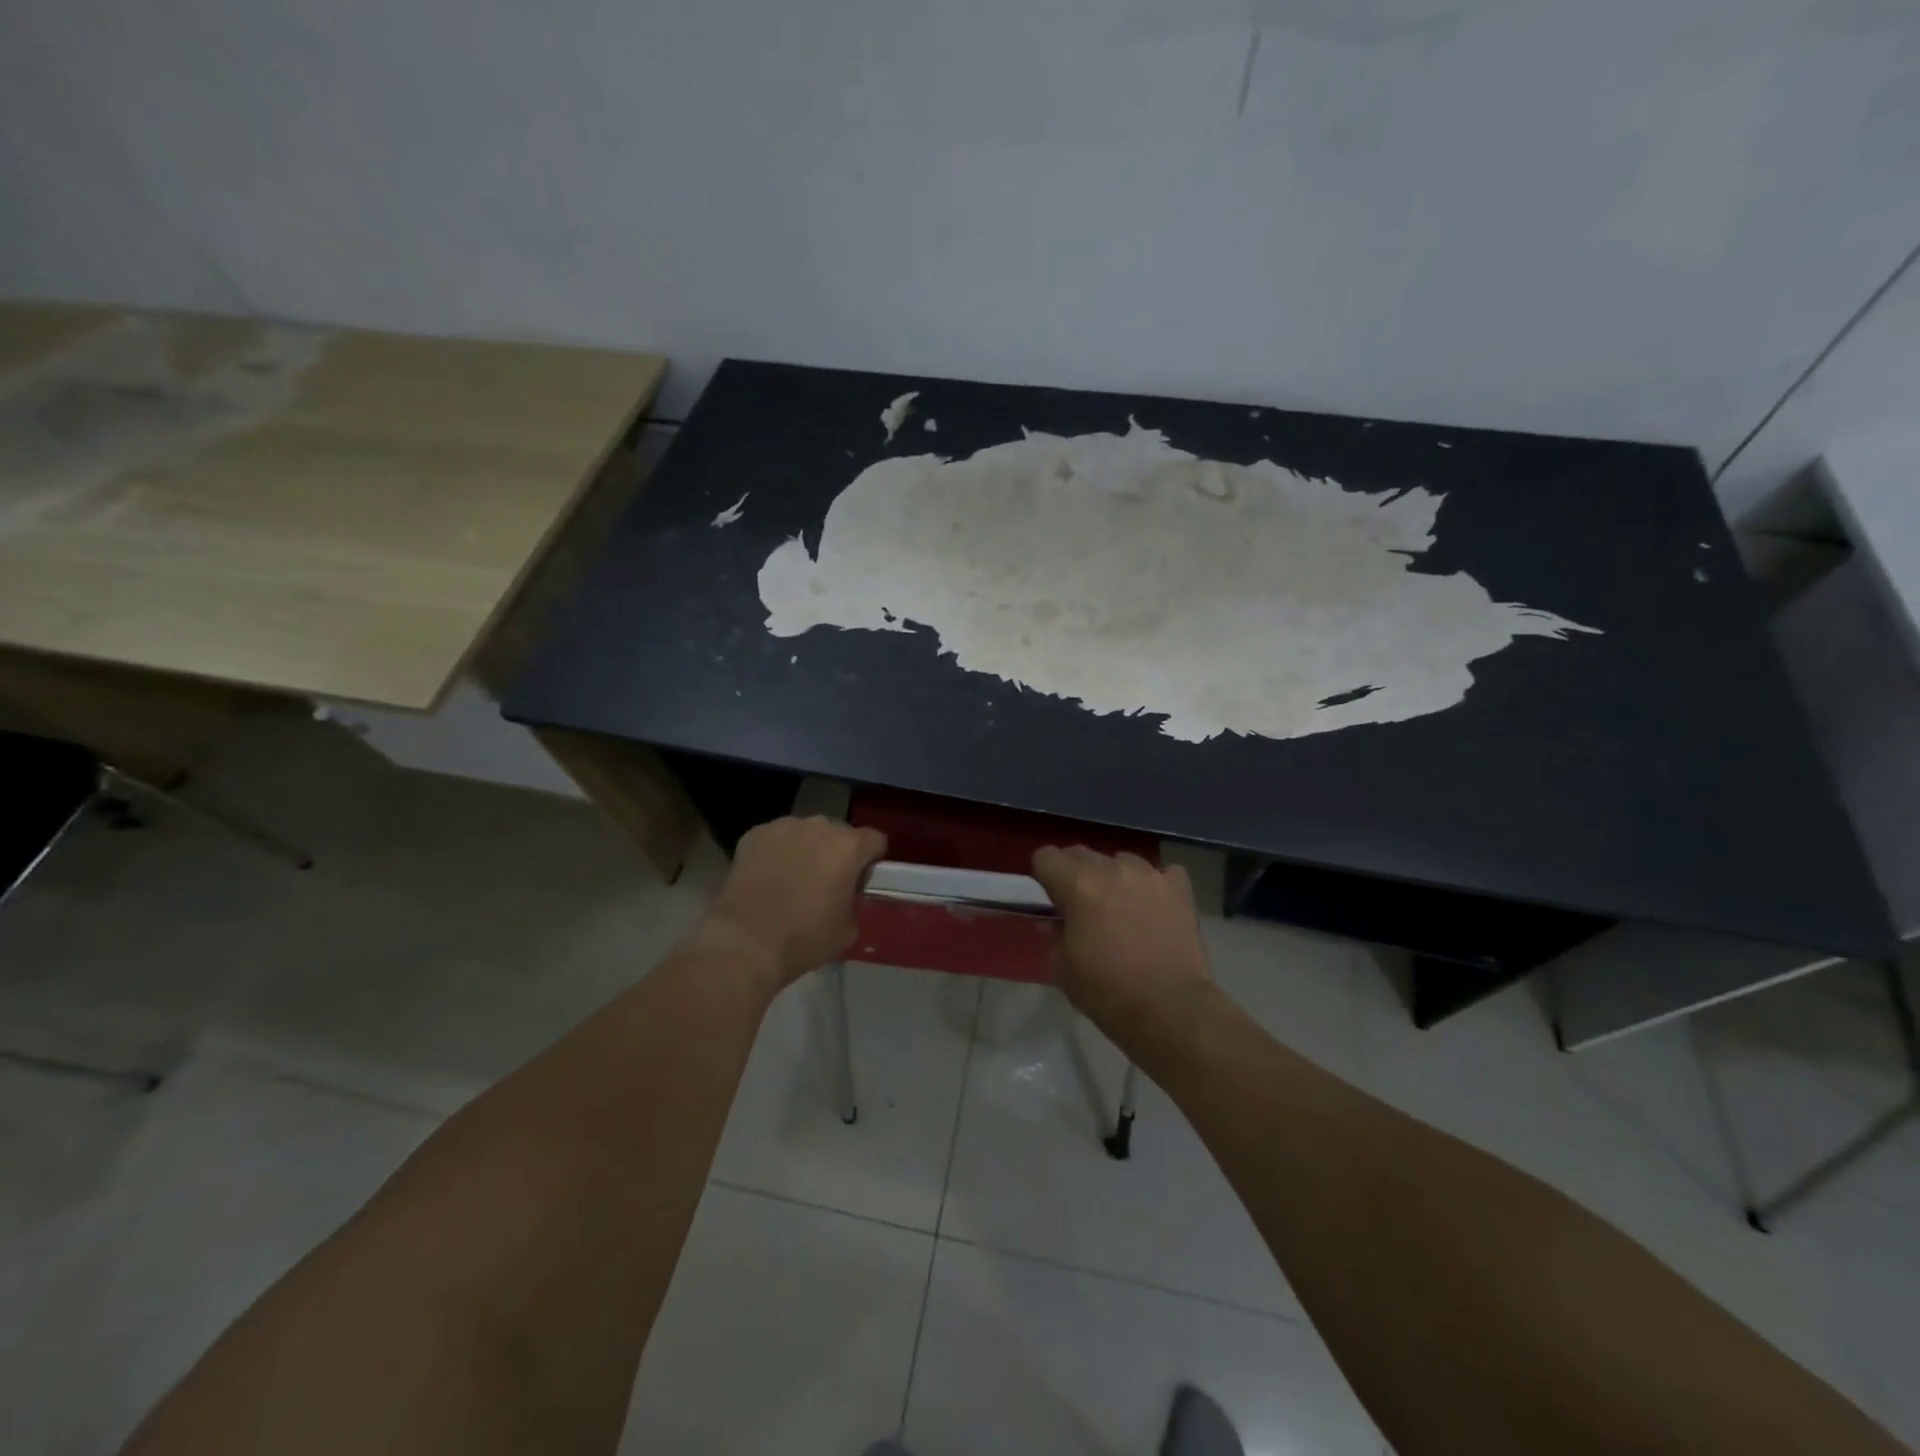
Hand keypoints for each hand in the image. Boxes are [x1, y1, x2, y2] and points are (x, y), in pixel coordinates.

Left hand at [703, 817, 887, 990]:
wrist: (745, 943)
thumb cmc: (804, 938)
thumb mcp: (848, 928)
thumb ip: (854, 899)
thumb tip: (845, 893)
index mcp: (848, 847)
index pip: (875, 840)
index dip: (871, 859)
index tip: (861, 880)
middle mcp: (819, 826)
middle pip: (839, 832)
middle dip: (837, 852)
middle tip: (825, 881)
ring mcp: (783, 826)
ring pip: (806, 832)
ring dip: (806, 849)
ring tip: (792, 878)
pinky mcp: (754, 834)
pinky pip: (776, 838)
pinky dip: (776, 852)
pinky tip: (767, 876)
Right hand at [1031, 846, 1212, 1046]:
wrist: (1171, 1009)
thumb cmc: (1107, 992)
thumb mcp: (1063, 968)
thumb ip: (1055, 935)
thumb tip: (1055, 922)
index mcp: (1078, 884)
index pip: (1046, 857)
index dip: (1043, 876)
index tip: (1049, 898)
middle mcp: (1113, 868)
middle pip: (1081, 853)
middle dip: (1075, 874)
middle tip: (1081, 906)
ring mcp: (1150, 874)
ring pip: (1121, 860)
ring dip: (1114, 878)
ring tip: (1120, 908)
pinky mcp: (1179, 887)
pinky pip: (1160, 874)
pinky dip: (1152, 887)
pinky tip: (1154, 909)